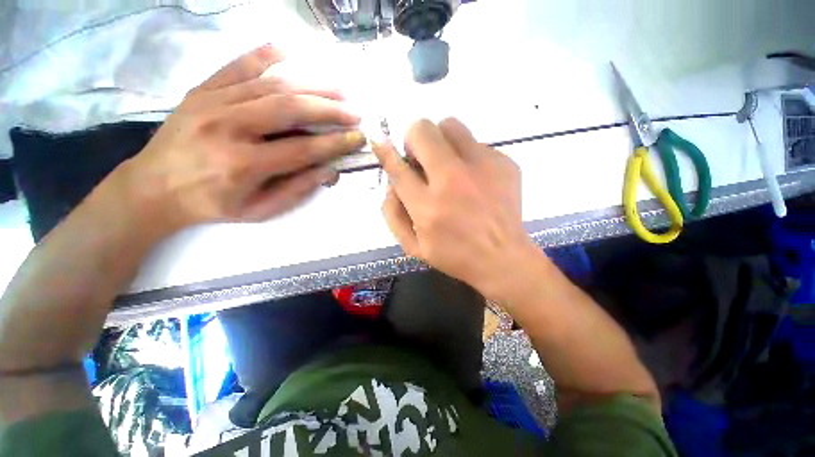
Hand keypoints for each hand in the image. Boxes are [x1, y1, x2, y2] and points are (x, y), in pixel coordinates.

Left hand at [120, 44, 365, 232]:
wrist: (154, 187)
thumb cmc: (212, 204)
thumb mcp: (259, 210)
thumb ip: (296, 190)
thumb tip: (329, 169)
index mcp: (244, 164)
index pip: (303, 149)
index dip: (336, 143)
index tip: (358, 137)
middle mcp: (229, 127)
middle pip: (290, 109)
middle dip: (329, 109)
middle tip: (353, 111)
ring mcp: (212, 103)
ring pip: (270, 85)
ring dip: (310, 85)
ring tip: (337, 88)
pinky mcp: (202, 90)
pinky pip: (236, 66)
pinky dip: (263, 55)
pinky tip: (286, 50)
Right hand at [372, 118, 536, 295]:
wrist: (503, 258)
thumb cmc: (454, 256)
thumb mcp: (413, 246)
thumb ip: (393, 214)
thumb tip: (390, 182)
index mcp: (428, 207)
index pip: (398, 167)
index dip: (386, 152)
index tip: (380, 142)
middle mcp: (453, 180)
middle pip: (423, 131)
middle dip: (415, 140)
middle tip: (421, 160)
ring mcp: (482, 167)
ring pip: (451, 126)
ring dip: (441, 141)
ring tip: (447, 165)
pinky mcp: (504, 163)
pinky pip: (476, 144)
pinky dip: (467, 157)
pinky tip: (474, 181)